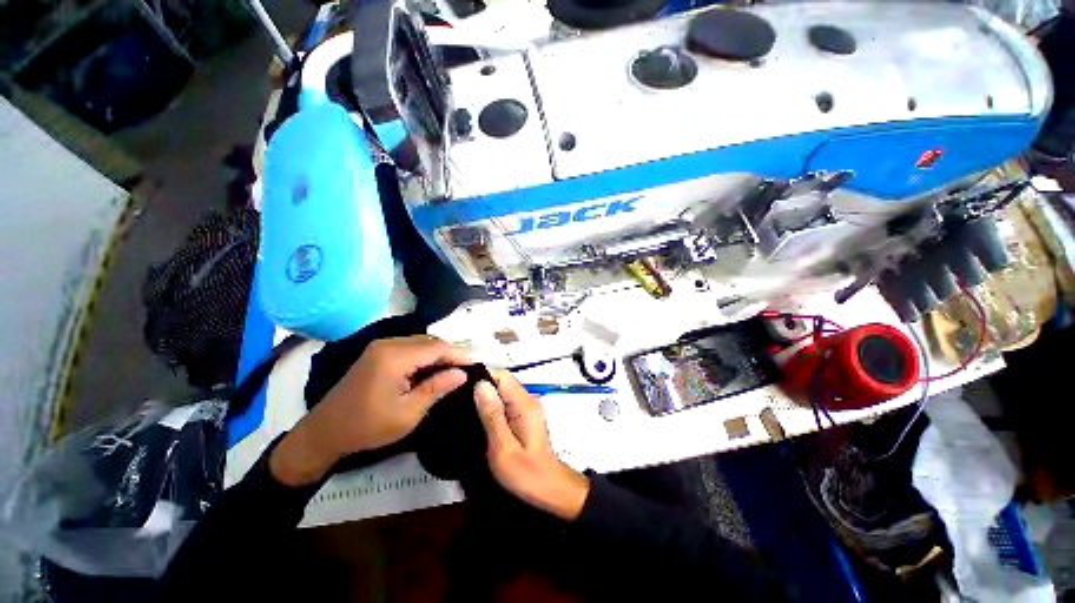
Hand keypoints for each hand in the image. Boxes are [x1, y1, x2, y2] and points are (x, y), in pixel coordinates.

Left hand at [271, 336, 469, 485]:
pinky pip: (408, 347)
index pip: (437, 348)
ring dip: (437, 354)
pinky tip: (431, 369)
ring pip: (420, 343)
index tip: (476, 364)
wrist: (324, 432)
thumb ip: (437, 388)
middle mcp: (388, 344)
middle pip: (429, 341)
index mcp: (395, 357)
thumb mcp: (408, 413)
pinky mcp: (377, 353)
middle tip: (466, 368)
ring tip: (453, 369)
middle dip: (450, 353)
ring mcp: (380, 347)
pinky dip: (424, 356)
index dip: (459, 354)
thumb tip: (462, 373)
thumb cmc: (368, 427)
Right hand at [474, 372, 589, 520]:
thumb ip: (492, 415)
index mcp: (524, 404)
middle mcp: (527, 400)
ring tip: (464, 413)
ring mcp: (527, 409)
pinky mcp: (524, 418)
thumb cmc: (526, 473)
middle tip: (457, 405)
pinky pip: (505, 405)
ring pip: (502, 394)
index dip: (482, 379)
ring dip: (485, 401)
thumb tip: (480, 384)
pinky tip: (478, 422)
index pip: (502, 376)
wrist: (549, 490)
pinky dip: (492, 410)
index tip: (460, 390)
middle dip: (481, 391)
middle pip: (502, 383)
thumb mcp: (503, 447)